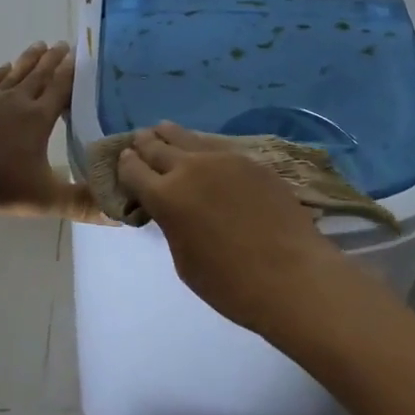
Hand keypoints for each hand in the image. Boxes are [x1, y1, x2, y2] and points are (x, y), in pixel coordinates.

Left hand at [0, 42, 98, 218]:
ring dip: (28, 60)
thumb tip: (117, 213)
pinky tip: (0, 69)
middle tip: (63, 43)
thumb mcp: (40, 198)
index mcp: (37, 119)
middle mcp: (15, 101)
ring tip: (38, 45)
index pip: (60, 90)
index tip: (80, 55)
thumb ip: (78, 204)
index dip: (71, 74)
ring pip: (13, 73)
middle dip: (52, 61)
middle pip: (38, 76)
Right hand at [117, 122, 346, 334]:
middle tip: (138, 141)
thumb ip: (172, 225)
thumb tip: (173, 209)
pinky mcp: (250, 160)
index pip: (134, 170)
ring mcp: (223, 159)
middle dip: (144, 144)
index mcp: (166, 197)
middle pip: (157, 147)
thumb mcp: (185, 261)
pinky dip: (201, 146)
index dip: (126, 165)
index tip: (123, 161)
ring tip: (163, 131)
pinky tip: (202, 149)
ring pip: (187, 137)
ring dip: (170, 136)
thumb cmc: (231, 283)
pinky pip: (216, 146)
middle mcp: (189, 169)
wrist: (291, 275)